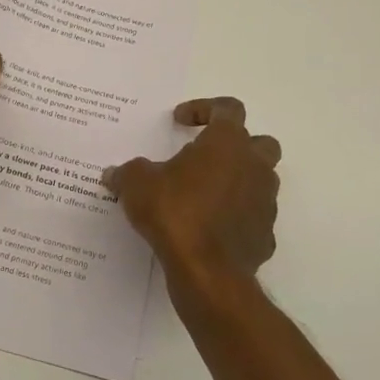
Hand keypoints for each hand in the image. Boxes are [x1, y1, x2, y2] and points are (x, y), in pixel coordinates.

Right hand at [102, 97, 281, 284]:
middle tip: (205, 155)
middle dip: (235, 144)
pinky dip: (235, 216)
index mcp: (227, 144)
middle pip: (259, 142)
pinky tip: (209, 227)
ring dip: (236, 180)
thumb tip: (114, 174)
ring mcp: (265, 202)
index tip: (180, 121)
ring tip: (202, 193)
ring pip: (260, 180)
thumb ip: (127, 173)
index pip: (228, 108)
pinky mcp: (265, 235)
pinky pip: (253, 216)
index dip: (204, 108)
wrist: (207, 271)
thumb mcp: (137, 185)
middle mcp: (254, 167)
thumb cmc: (174, 213)